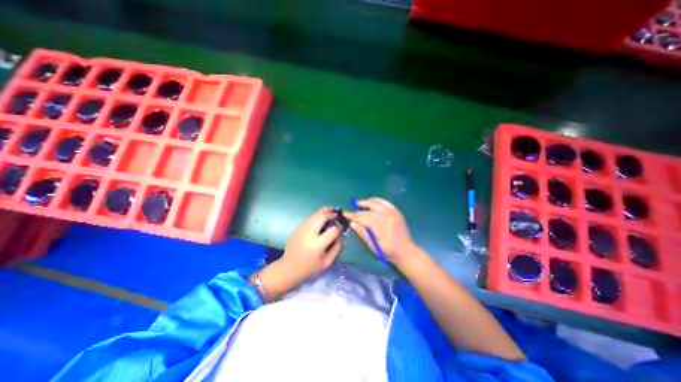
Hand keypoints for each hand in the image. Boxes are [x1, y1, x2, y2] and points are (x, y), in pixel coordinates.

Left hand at [281, 208, 345, 280]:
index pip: (333, 230)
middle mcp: (309, 233)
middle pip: (322, 216)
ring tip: (331, 213)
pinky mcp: (297, 227)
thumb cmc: (310, 267)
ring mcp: (301, 228)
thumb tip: (340, 234)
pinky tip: (321, 219)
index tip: (342, 228)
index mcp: (317, 244)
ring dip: (324, 212)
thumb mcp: (327, 262)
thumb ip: (337, 248)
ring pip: (315, 214)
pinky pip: (309, 218)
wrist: (289, 268)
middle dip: (331, 213)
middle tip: (337, 214)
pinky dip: (317, 216)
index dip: (339, 228)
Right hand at [348, 197, 423, 265]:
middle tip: (352, 209)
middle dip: (358, 208)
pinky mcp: (396, 211)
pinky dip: (377, 201)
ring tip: (360, 204)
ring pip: (377, 202)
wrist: (406, 251)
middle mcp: (387, 216)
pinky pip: (385, 202)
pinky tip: (372, 203)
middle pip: (369, 208)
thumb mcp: (373, 246)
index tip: (345, 213)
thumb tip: (352, 223)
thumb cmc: (388, 251)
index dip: (353, 215)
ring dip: (367, 202)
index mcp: (381, 226)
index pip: (363, 217)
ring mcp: (393, 212)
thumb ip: (362, 233)